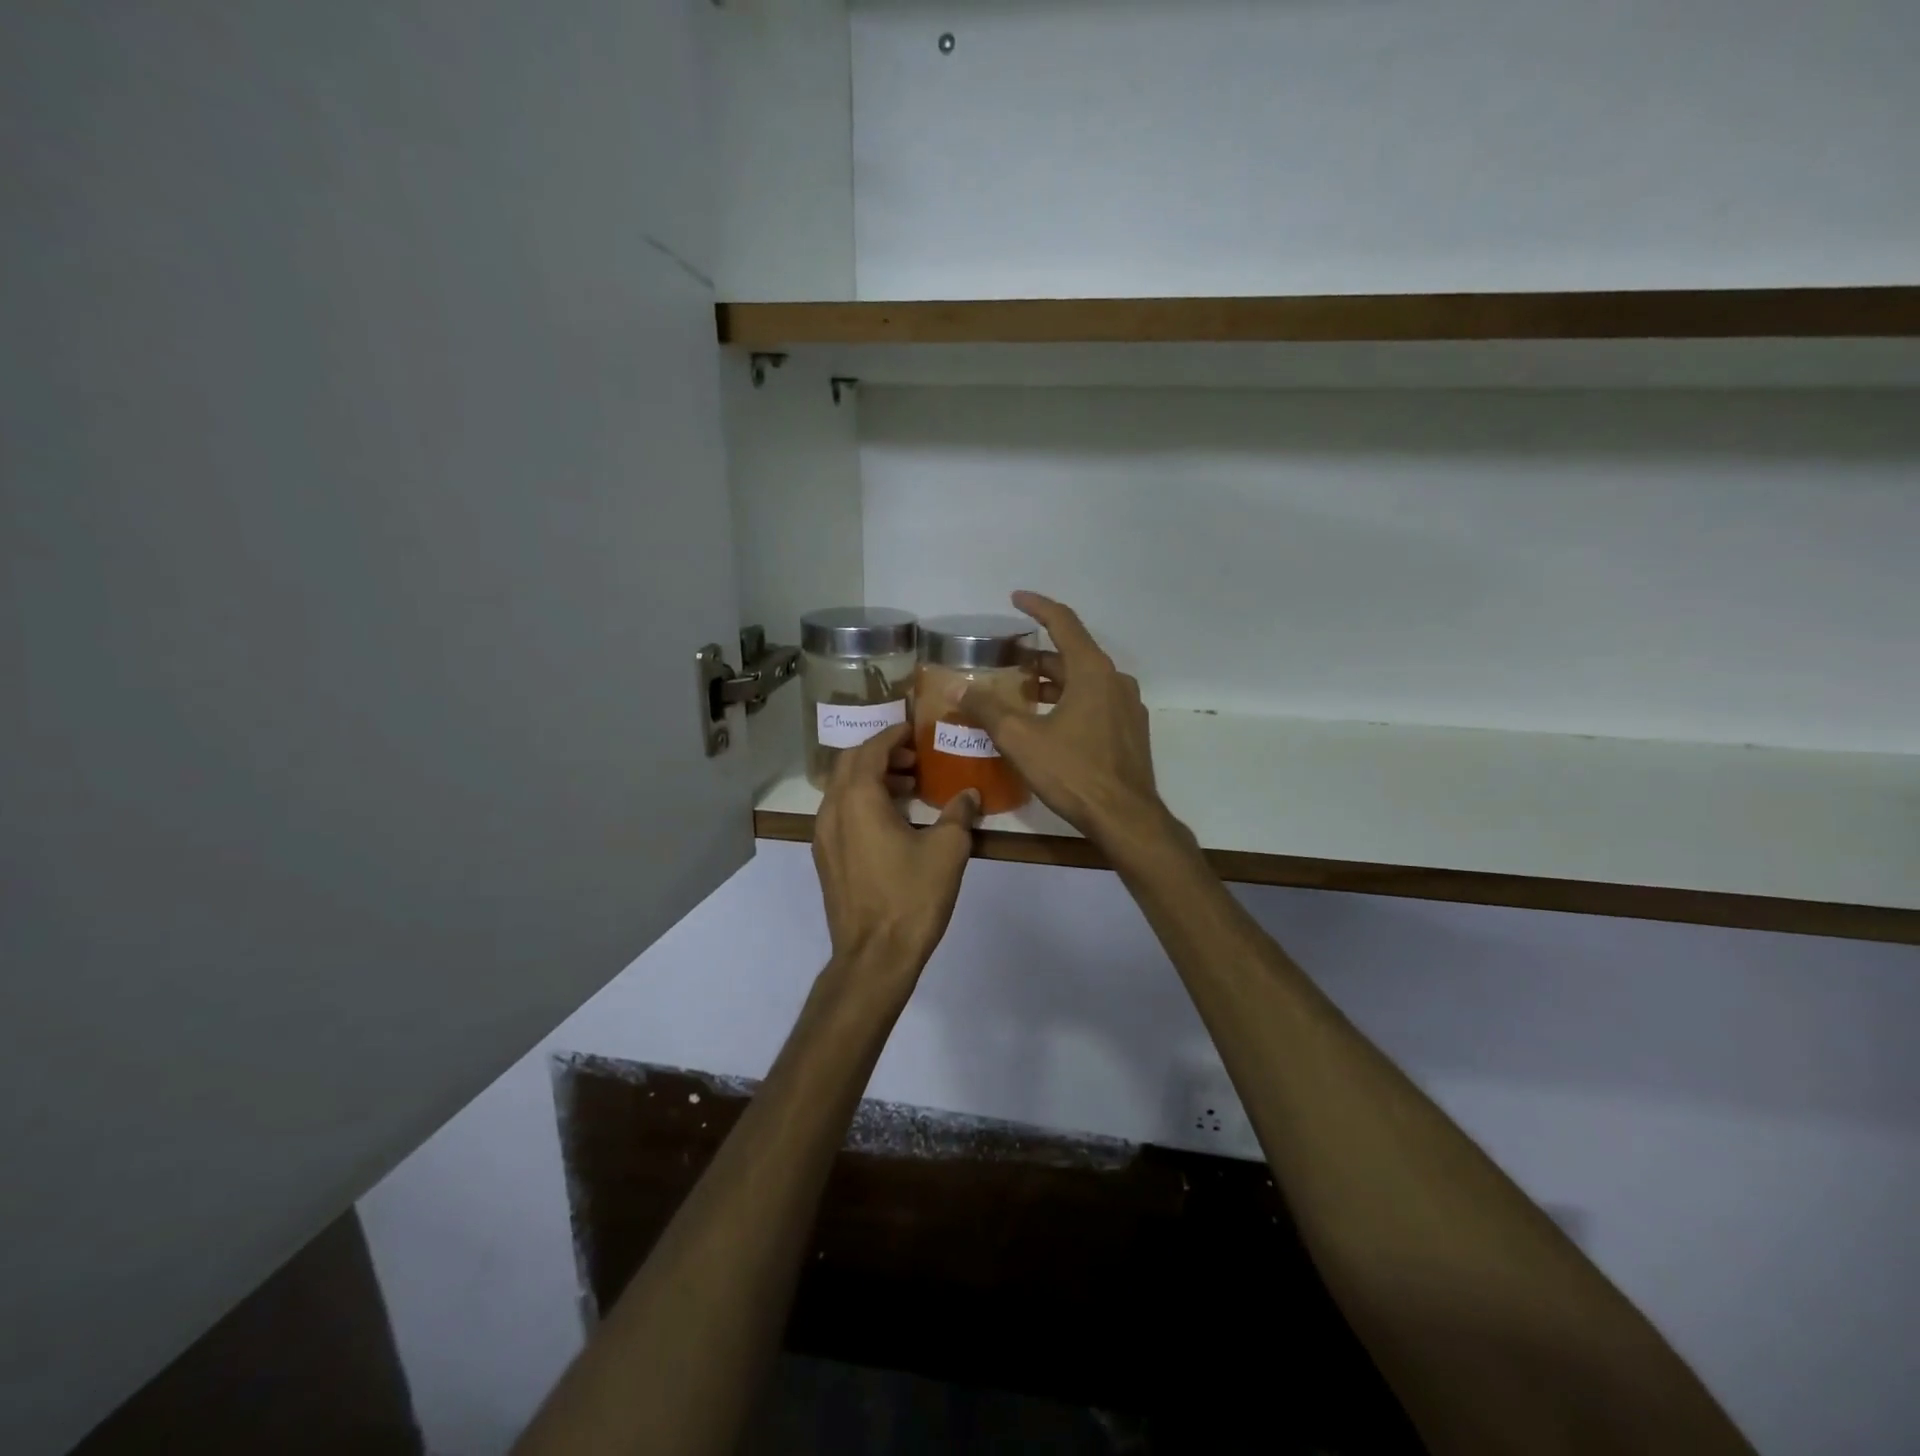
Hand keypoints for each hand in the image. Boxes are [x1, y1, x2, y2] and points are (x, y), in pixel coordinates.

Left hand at [812, 723, 980, 981]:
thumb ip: (960, 814)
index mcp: (857, 800)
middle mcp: (832, 811)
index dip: (893, 735)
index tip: (916, 730)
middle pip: (849, 764)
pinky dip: (863, 803)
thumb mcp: (947, 850)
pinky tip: (894, 820)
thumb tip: (970, 794)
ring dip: (872, 779)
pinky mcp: (826, 859)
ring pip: (843, 790)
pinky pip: (841, 814)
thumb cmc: (911, 897)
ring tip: (909, 787)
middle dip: (881, 754)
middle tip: (915, 759)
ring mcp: (823, 837)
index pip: (870, 749)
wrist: (874, 956)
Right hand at [957, 592, 1175, 854]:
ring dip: (1054, 681)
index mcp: (1092, 672)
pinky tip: (1050, 722)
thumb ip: (988, 709)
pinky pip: (1096, 702)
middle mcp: (1115, 681)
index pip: (1064, 623)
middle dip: (1039, 655)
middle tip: (1007, 661)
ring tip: (1022, 692)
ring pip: (1085, 681)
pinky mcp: (1130, 732)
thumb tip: (958, 688)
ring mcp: (1127, 707)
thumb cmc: (1073, 772)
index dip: (1038, 607)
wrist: (1125, 818)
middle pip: (1073, 655)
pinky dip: (1070, 701)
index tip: (1016, 598)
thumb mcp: (1022, 740)